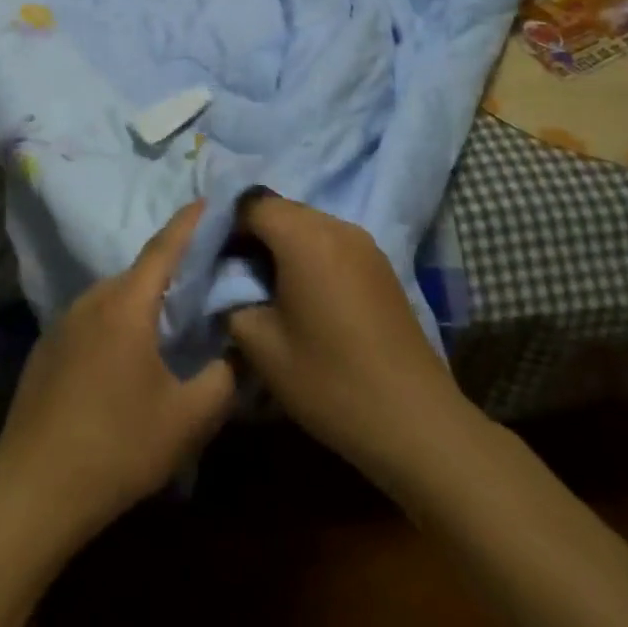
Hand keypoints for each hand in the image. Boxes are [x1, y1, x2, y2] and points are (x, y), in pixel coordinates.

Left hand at [0, 200, 235, 547]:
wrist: (32, 489)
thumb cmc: (116, 446)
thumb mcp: (186, 420)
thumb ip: (223, 379)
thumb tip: (238, 351)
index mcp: (126, 304)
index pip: (164, 248)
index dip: (188, 222)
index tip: (208, 199)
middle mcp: (92, 300)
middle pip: (140, 273)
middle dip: (172, 269)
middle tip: (204, 277)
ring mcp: (63, 322)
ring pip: (115, 298)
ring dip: (143, 301)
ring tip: (171, 319)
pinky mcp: (47, 347)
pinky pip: (93, 320)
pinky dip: (118, 323)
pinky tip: (128, 358)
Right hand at [226, 191, 482, 494]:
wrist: (415, 423)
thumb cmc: (330, 381)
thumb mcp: (261, 347)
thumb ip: (232, 301)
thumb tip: (227, 284)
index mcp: (304, 236)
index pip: (251, 203)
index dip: (226, 225)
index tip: (212, 259)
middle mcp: (336, 226)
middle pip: (280, 209)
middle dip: (252, 234)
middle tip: (234, 274)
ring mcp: (364, 244)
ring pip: (306, 225)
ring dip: (281, 245)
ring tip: (267, 288)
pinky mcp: (380, 265)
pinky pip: (331, 243)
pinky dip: (308, 256)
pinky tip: (304, 297)